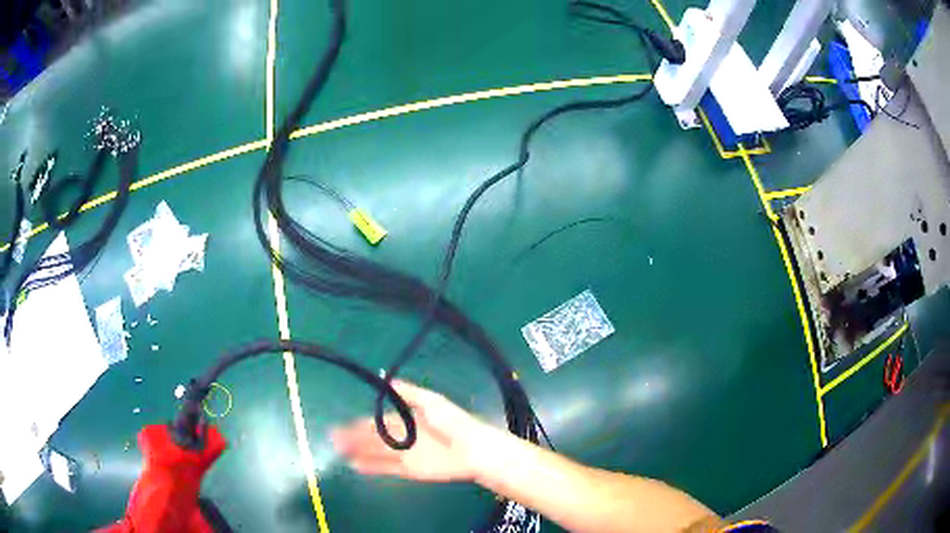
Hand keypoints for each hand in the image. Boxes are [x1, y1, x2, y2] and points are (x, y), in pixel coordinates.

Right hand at [331, 381, 493, 481]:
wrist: (474, 450)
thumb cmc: (453, 422)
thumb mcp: (431, 401)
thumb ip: (408, 392)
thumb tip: (386, 378)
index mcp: (407, 419)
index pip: (378, 422)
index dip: (360, 424)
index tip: (342, 425)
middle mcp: (402, 437)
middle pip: (373, 438)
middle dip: (353, 438)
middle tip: (333, 439)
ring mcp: (405, 455)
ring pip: (375, 453)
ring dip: (357, 452)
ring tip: (338, 451)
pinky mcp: (410, 470)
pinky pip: (386, 468)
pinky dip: (371, 467)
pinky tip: (355, 466)